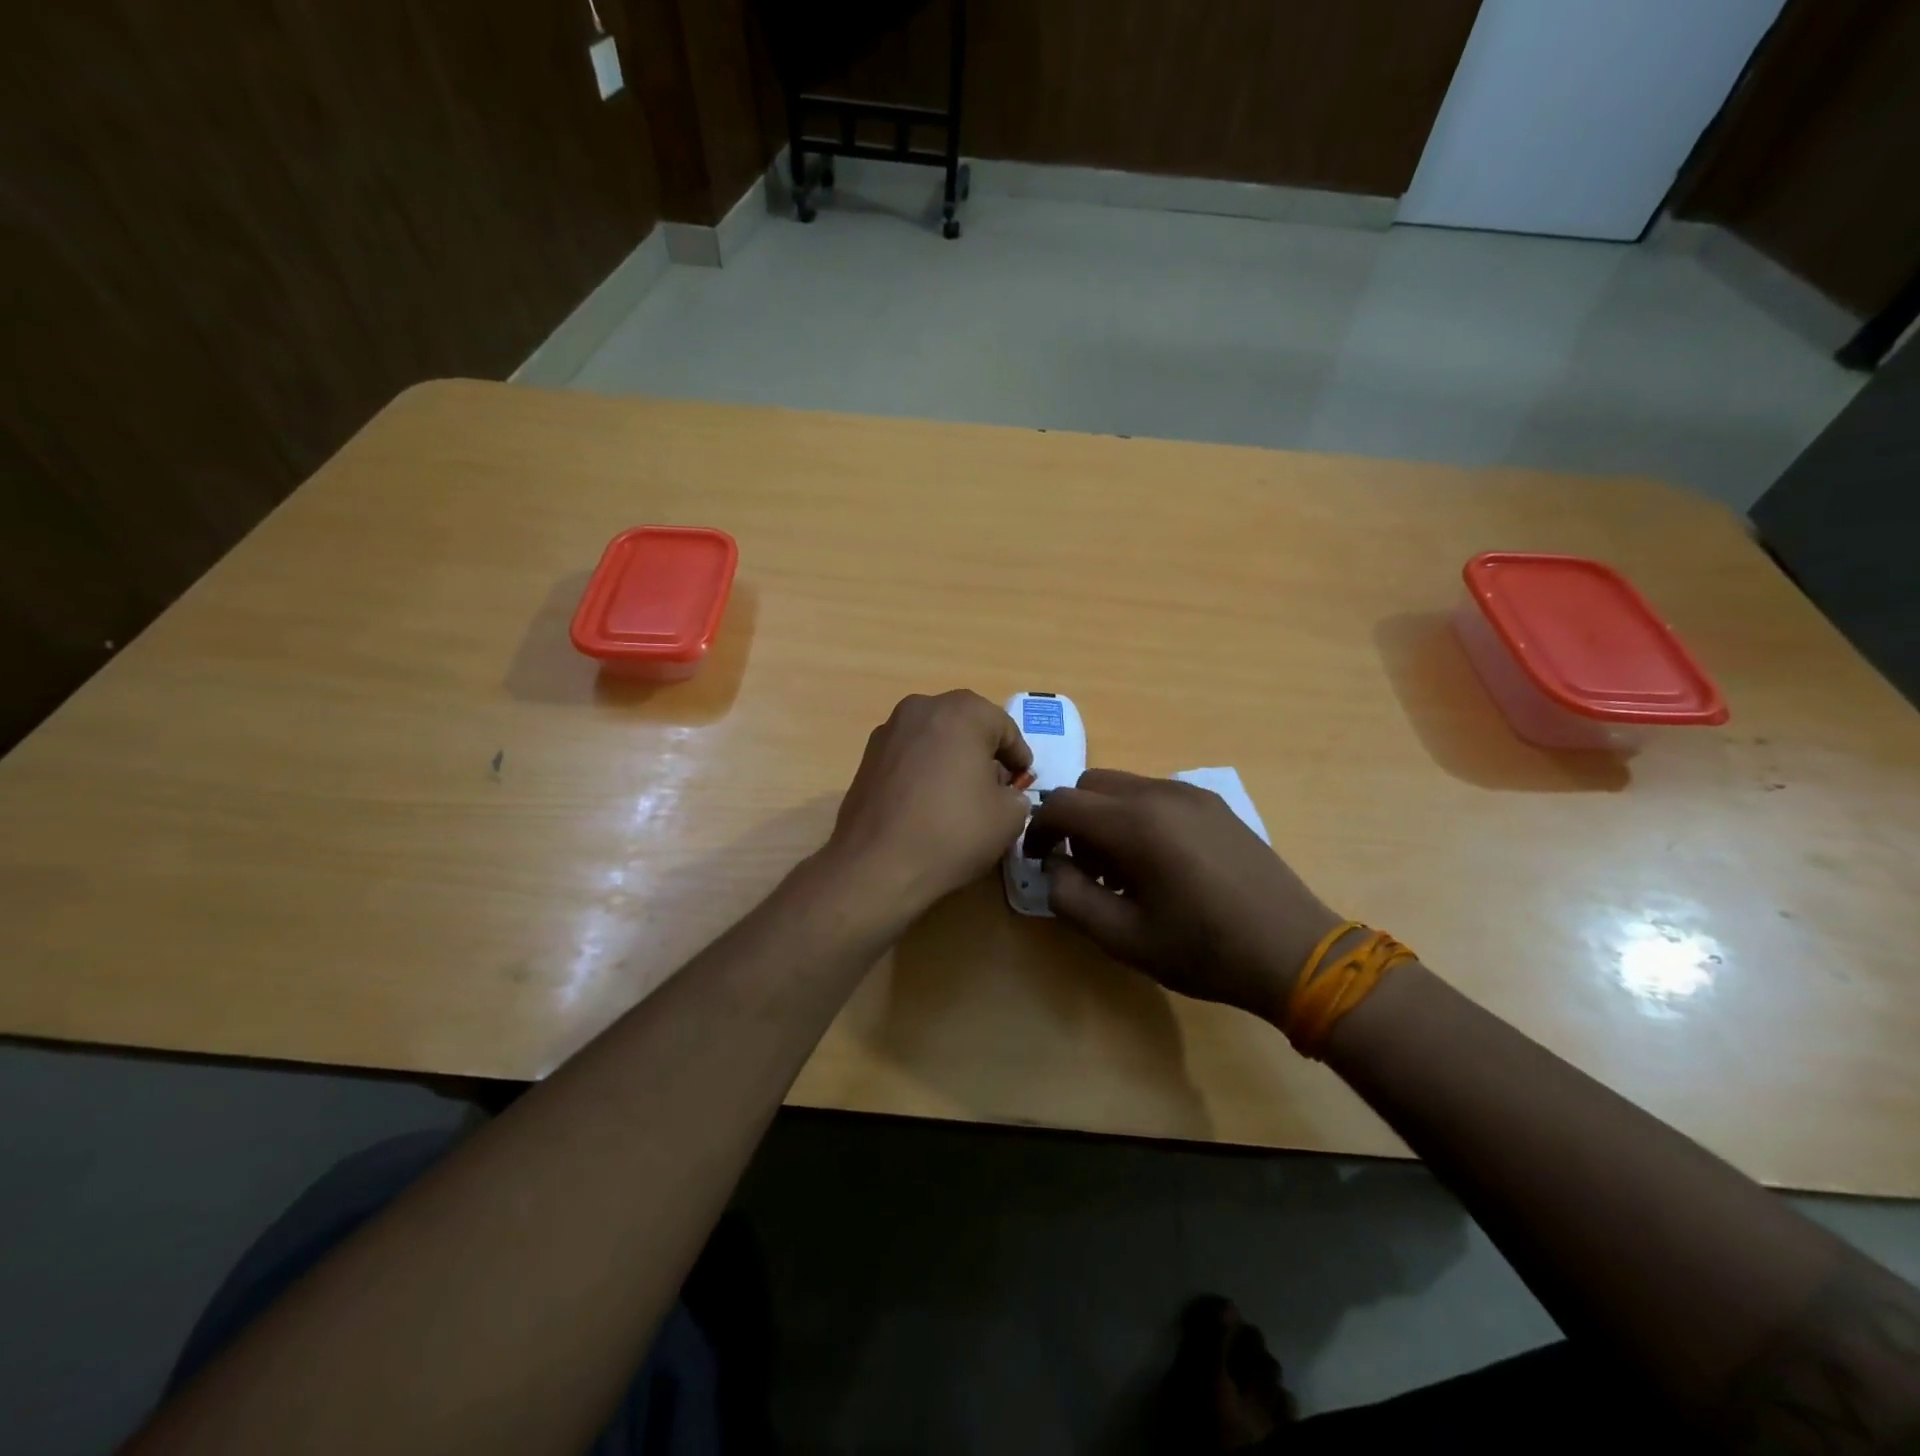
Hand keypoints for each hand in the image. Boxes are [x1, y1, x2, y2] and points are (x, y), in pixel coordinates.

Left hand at [825, 690, 1032, 918]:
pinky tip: (928, 803)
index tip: (1023, 781)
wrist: (876, 865)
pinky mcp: (867, 756)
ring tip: (961, 796)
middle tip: (996, 786)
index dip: (1018, 756)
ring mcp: (889, 730)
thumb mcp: (1008, 818)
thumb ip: (1016, 795)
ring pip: (934, 737)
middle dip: (984, 752)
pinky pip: (909, 755)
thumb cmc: (952, 832)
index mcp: (962, 712)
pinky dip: (924, 770)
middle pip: (966, 725)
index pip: (1004, 727)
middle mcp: (922, 708)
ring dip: (951, 758)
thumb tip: (1005, 794)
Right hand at [1022, 770, 1345, 1023]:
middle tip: (1085, 868)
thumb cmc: (1203, 951)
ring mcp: (1191, 794)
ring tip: (1124, 869)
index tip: (1038, 861)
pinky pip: (1155, 794)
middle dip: (1073, 820)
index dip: (1038, 830)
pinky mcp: (1213, 803)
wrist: (1294, 951)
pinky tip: (1160, 862)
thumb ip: (1070, 896)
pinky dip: (1137, 815)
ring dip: (1105, 817)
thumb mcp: (1123, 938)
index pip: (1062, 804)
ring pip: (1123, 786)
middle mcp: (1160, 793)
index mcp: (1135, 824)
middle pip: (1089, 784)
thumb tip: (1054, 865)